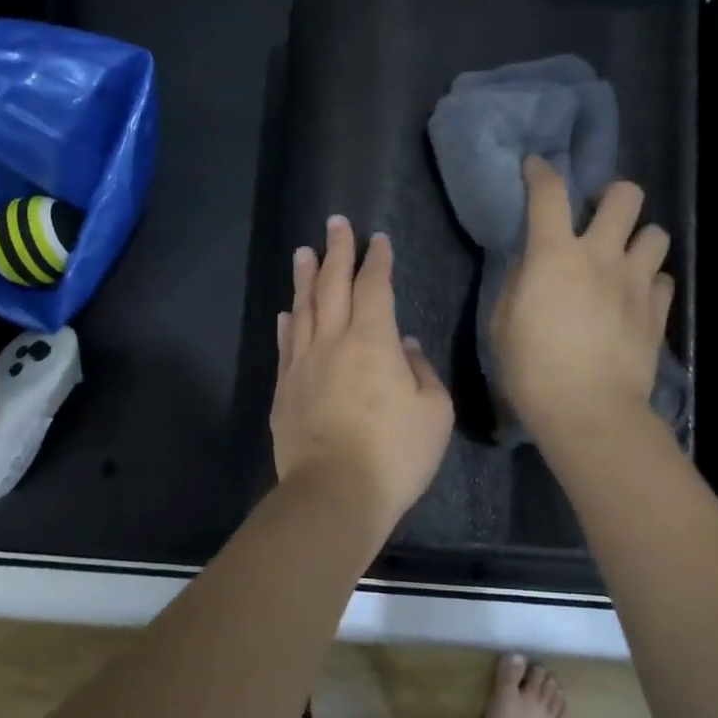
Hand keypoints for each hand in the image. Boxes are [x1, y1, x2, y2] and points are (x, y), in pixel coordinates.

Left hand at [271, 216, 453, 533]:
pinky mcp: (284, 390)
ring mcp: (303, 365)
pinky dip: (287, 323)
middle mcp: (333, 342)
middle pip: (333, 285)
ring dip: (305, 278)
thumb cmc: (394, 454)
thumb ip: (422, 373)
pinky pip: (286, 346)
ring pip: (303, 309)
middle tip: (335, 223)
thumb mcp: (433, 413)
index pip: (374, 287)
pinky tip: (287, 312)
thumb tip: (407, 347)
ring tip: (304, 253)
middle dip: (337, 251)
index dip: (377, 260)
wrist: (334, 494)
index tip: (378, 239)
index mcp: (373, 342)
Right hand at [491, 157, 673, 441]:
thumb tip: (531, 268)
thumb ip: (517, 285)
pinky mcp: (657, 311)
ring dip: (638, 240)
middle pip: (625, 195)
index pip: (548, 193)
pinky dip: (650, 281)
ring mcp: (635, 282)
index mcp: (554, 255)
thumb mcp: (502, 324)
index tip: (536, 167)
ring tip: (624, 260)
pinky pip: (663, 279)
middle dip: (612, 196)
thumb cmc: (532, 369)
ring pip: (656, 234)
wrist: (589, 410)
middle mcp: (601, 255)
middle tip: (598, 217)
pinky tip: (636, 298)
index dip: (541, 172)